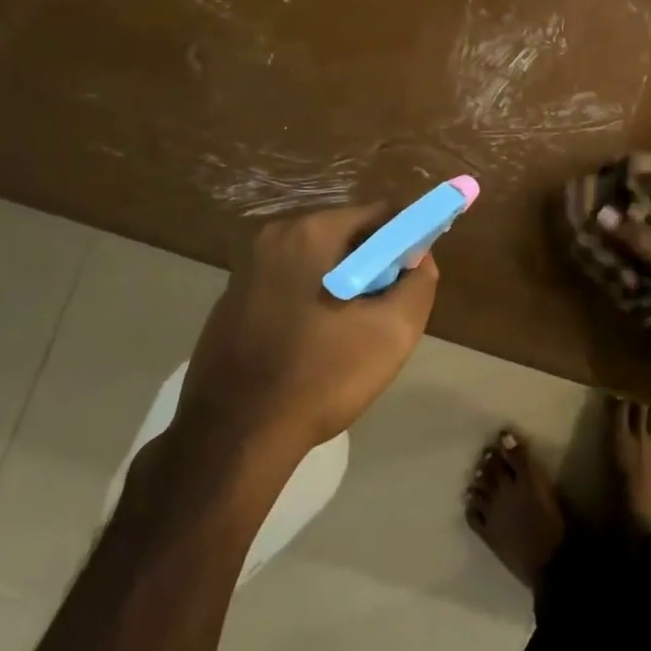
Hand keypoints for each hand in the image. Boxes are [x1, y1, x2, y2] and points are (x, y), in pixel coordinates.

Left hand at [176, 203, 438, 457]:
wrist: (235, 436)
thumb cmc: (321, 375)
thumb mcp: (393, 331)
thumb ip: (419, 283)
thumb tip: (419, 259)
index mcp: (311, 232)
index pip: (380, 214)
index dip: (407, 242)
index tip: (412, 281)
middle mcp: (273, 238)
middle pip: (347, 236)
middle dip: (374, 268)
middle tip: (384, 314)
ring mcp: (246, 270)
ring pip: (318, 264)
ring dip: (344, 288)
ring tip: (350, 337)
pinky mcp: (231, 302)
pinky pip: (289, 287)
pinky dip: (312, 303)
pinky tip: (314, 348)